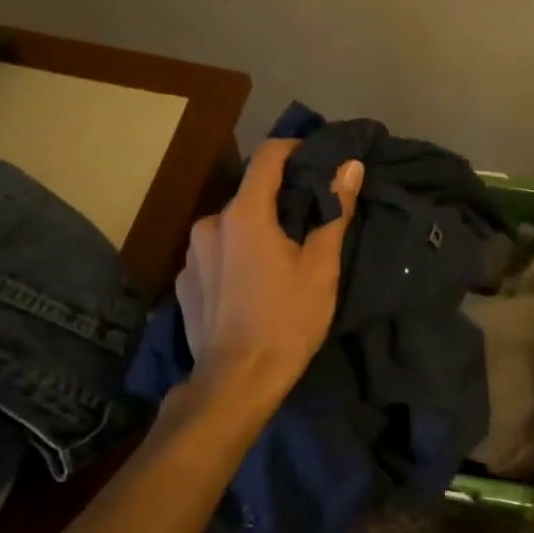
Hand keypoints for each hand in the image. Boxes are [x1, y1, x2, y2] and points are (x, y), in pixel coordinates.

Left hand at [176, 139, 362, 401]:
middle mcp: (210, 224)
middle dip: (278, 199)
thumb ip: (333, 211)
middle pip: (249, 194)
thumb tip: (349, 166)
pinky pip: (214, 254)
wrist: (236, 383)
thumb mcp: (321, 268)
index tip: (318, 159)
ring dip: (254, 230)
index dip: (295, 149)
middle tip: (308, 220)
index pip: (268, 156)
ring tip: (279, 257)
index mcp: (244, 214)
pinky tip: (250, 285)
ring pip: (230, 226)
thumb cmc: (286, 321)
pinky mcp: (183, 283)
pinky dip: (234, 256)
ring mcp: (191, 255)